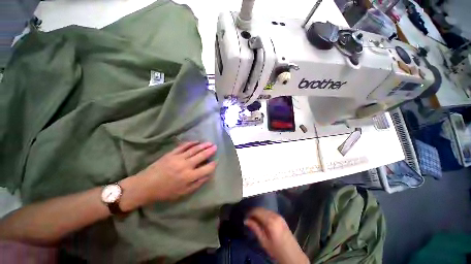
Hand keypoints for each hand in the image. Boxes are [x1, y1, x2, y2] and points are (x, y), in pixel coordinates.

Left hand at [136, 141, 216, 201]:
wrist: (145, 186)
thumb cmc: (165, 192)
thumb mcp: (183, 193)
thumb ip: (197, 183)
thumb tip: (208, 175)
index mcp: (189, 177)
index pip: (206, 169)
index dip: (213, 165)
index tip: (216, 161)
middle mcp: (186, 165)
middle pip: (201, 156)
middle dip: (210, 151)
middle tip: (215, 147)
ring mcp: (178, 158)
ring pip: (194, 149)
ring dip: (203, 145)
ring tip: (209, 143)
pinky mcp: (171, 153)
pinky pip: (183, 146)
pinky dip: (191, 143)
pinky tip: (196, 141)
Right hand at [245, 208, 308, 263]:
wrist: (293, 255)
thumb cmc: (277, 250)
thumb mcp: (264, 241)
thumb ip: (255, 229)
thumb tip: (246, 220)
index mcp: (270, 221)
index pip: (257, 211)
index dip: (250, 213)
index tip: (245, 217)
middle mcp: (275, 215)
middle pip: (261, 209)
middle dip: (254, 212)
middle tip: (248, 219)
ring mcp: (279, 216)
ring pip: (265, 210)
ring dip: (259, 213)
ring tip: (254, 220)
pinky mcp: (281, 218)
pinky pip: (270, 212)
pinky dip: (264, 214)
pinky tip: (262, 220)